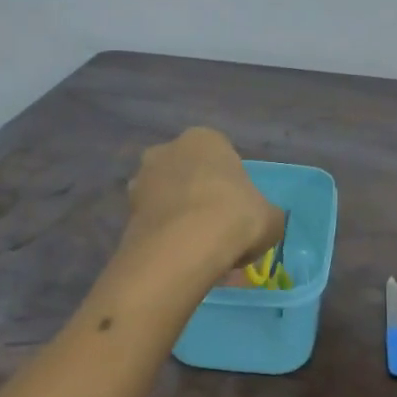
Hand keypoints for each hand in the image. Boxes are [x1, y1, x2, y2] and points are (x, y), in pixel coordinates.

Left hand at [123, 127, 282, 273]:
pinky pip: (152, 221)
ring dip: (177, 214)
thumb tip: (262, 221)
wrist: (184, 247)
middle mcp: (167, 149)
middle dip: (198, 194)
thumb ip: (265, 213)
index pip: (221, 155)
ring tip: (197, 248)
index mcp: (205, 139)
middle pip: (188, 172)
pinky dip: (163, 235)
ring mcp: (141, 179)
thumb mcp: (272, 218)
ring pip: (166, 196)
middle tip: (216, 226)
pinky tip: (179, 257)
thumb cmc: (235, 217)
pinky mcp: (125, 212)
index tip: (238, 209)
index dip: (231, 183)